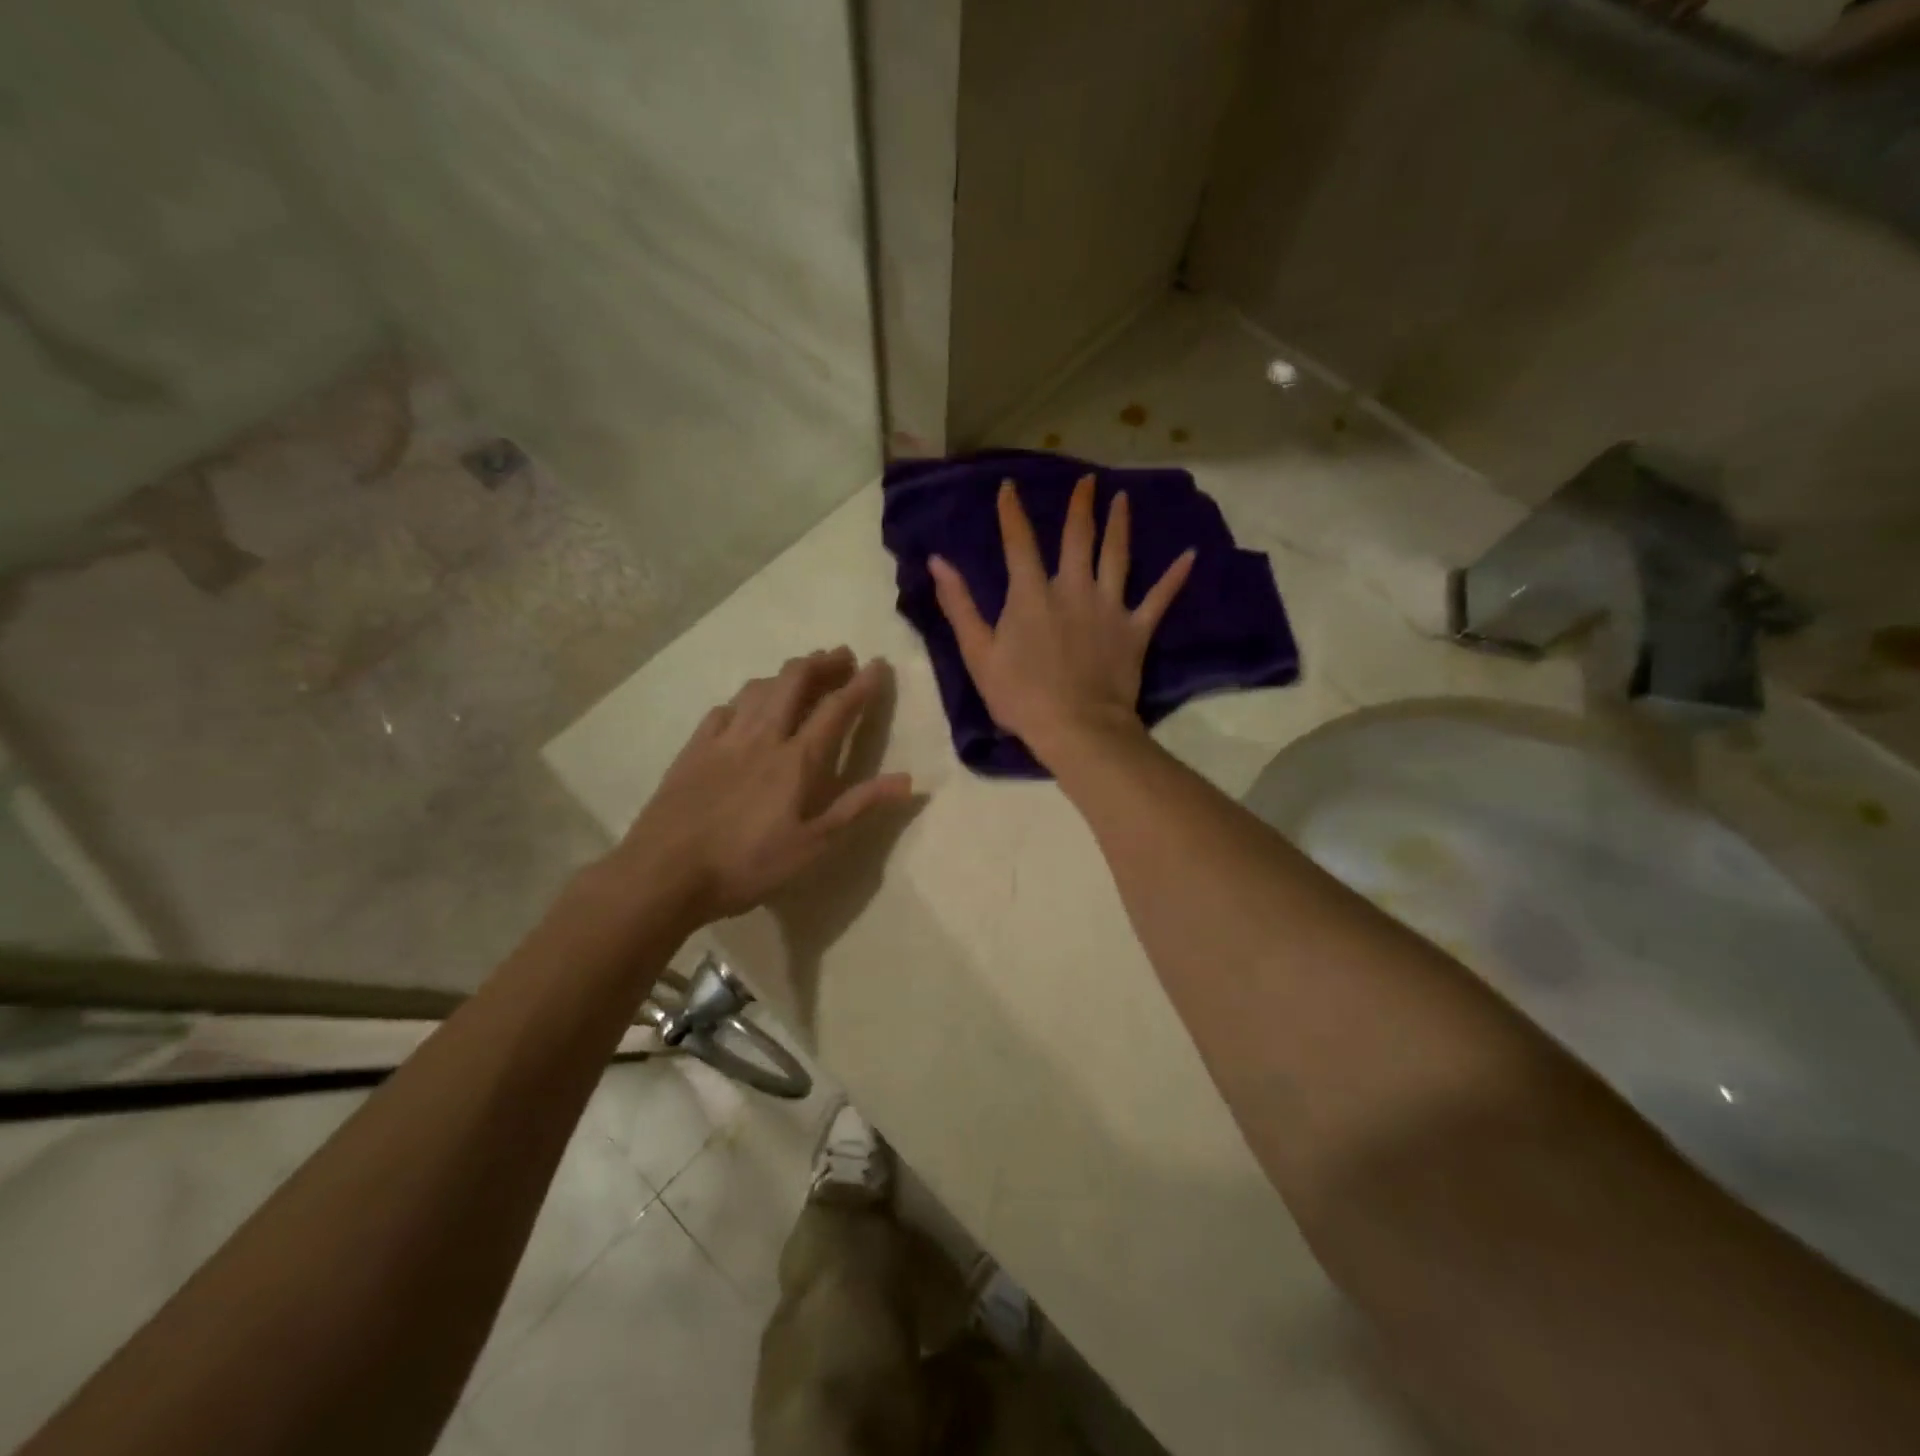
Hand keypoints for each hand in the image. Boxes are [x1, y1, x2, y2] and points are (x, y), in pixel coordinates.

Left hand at [613, 648, 912, 923]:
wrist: (664, 873)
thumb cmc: (747, 865)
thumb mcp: (813, 846)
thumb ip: (859, 807)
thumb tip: (907, 779)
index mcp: (797, 760)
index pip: (836, 709)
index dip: (861, 685)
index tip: (877, 664)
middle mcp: (763, 736)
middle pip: (794, 683)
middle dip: (822, 664)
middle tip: (841, 655)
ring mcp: (724, 739)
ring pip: (758, 688)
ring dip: (784, 673)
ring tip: (800, 672)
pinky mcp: (693, 749)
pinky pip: (723, 709)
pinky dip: (744, 698)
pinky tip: (744, 706)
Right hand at [928, 476, 1192, 765]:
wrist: (1076, 727)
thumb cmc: (1021, 695)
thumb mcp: (978, 653)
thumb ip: (959, 605)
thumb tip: (938, 562)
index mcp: (1031, 594)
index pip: (1019, 542)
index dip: (1012, 512)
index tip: (1009, 486)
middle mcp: (1073, 589)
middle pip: (1078, 538)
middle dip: (1080, 506)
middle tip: (1087, 481)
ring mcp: (1109, 607)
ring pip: (1116, 556)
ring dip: (1120, 525)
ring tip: (1123, 499)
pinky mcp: (1136, 630)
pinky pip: (1159, 598)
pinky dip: (1175, 578)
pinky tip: (1190, 556)